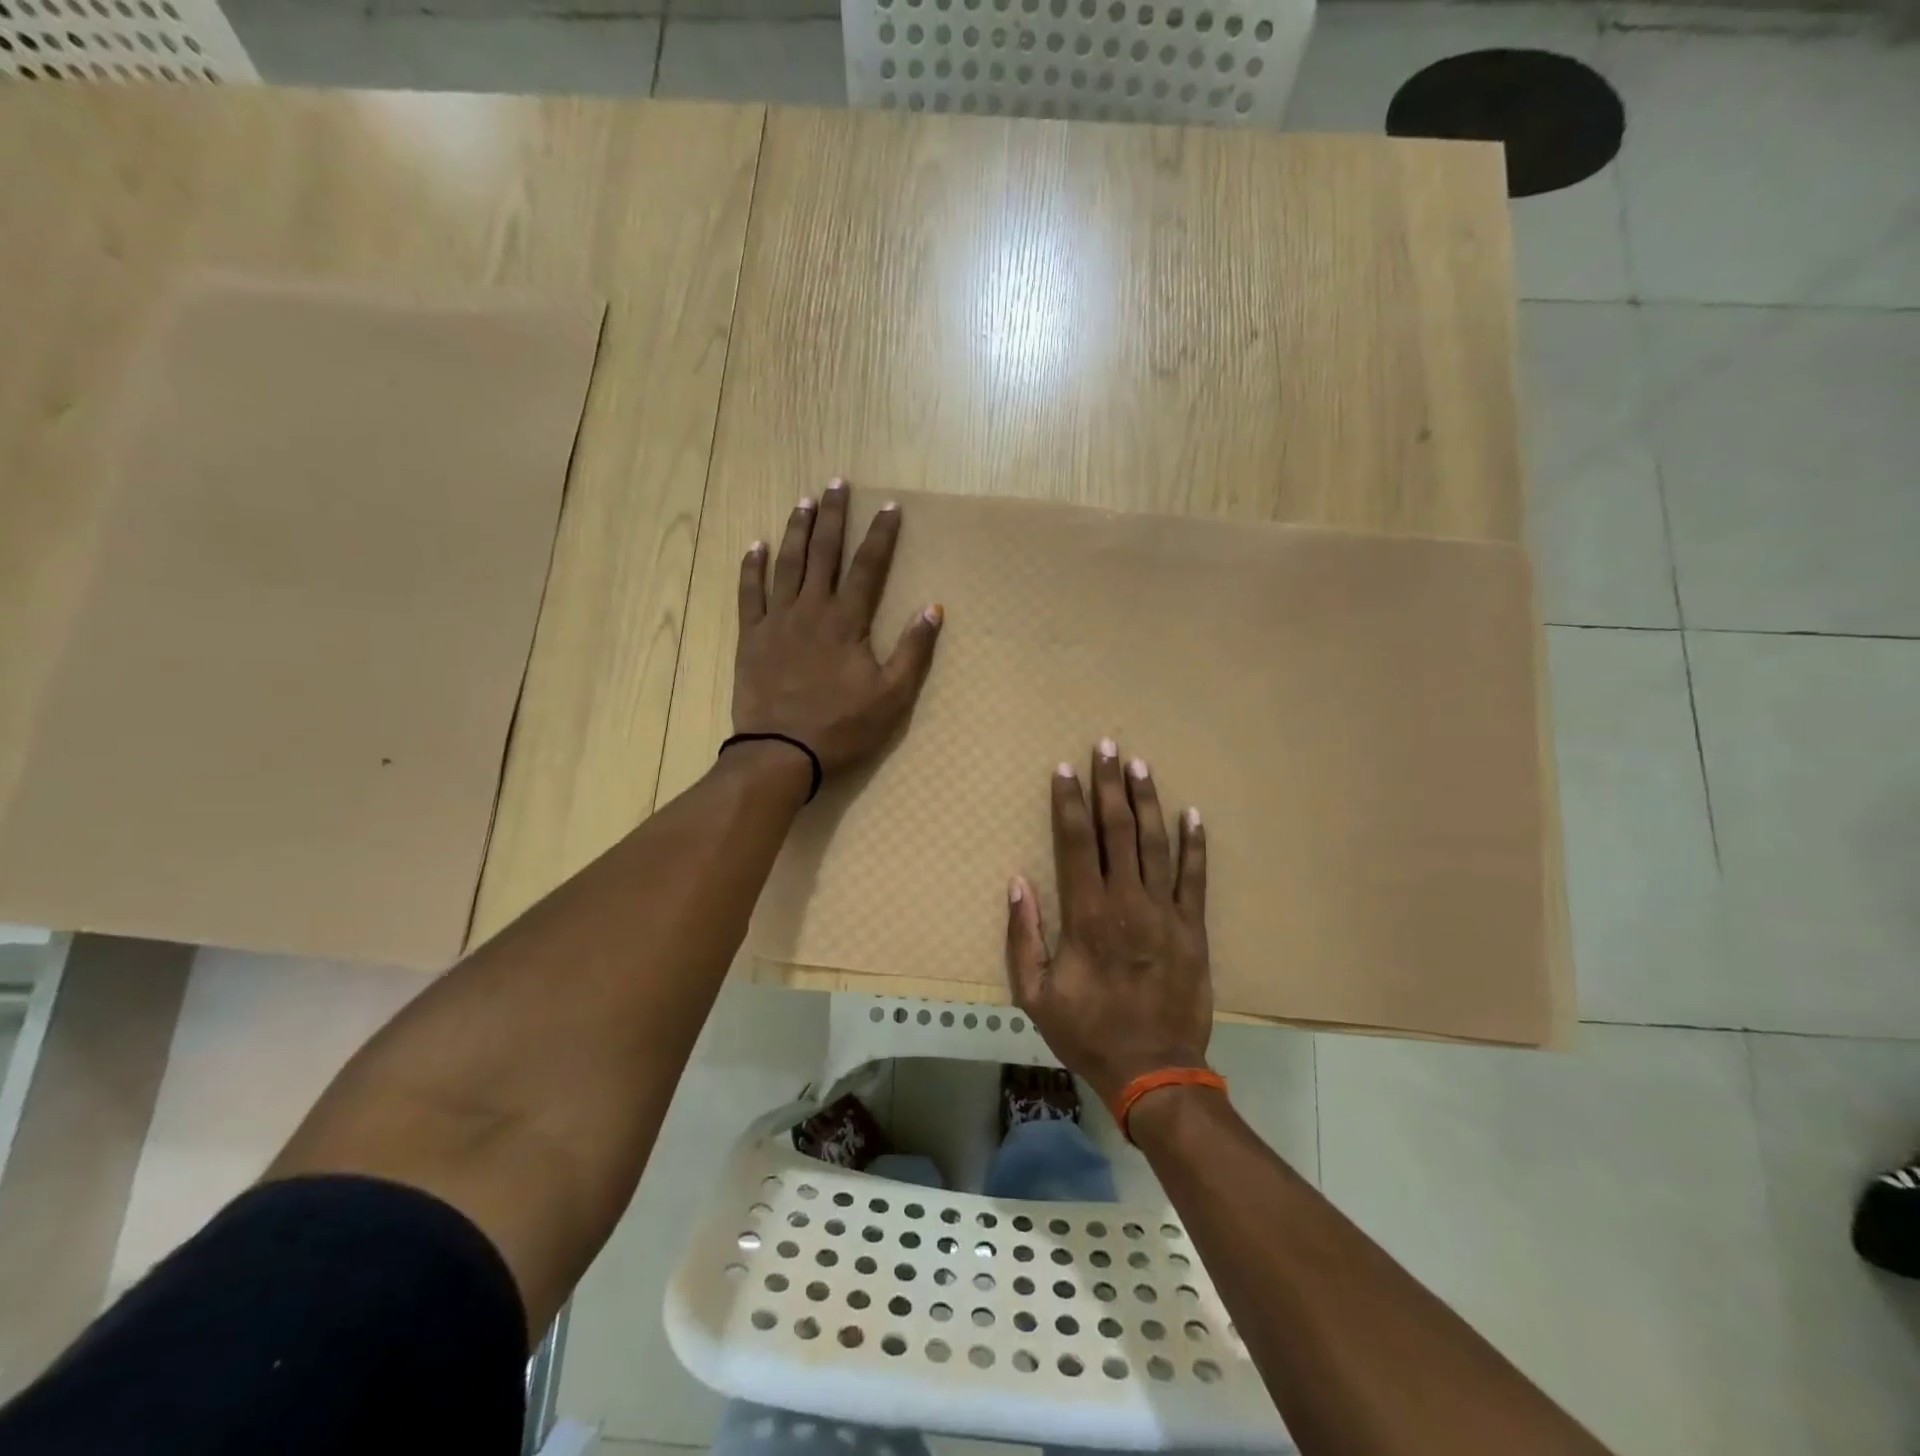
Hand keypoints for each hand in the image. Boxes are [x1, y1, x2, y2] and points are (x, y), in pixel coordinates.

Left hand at [733, 478, 942, 776]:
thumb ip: (913, 651)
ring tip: (803, 501)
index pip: (868, 567)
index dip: (881, 536)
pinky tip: (756, 546)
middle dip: (834, 516)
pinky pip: (749, 594)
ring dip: (797, 530)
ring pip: (787, 564)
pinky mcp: (751, 638)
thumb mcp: (892, 696)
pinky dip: (752, 568)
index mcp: (847, 622)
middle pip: (824, 553)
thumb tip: (933, 609)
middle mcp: (811, 610)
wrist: (781, 753)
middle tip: (838, 483)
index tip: (890, 506)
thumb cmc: (841, 728)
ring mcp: (776, 621)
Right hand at [1005, 740, 1210, 1107]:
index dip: (1068, 803)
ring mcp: (1165, 911)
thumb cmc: (1088, 1031)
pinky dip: (1195, 844)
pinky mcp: (1193, 927)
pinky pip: (1196, 877)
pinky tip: (1192, 814)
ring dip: (1147, 801)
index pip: (1075, 843)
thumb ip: (1023, 936)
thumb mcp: (1035, 994)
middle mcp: (1127, 902)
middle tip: (1107, 746)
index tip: (1065, 769)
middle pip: (1117, 830)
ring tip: (1140, 765)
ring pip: (1155, 843)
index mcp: (1086, 915)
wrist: (1154, 1070)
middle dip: (1110, 785)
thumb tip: (1017, 882)